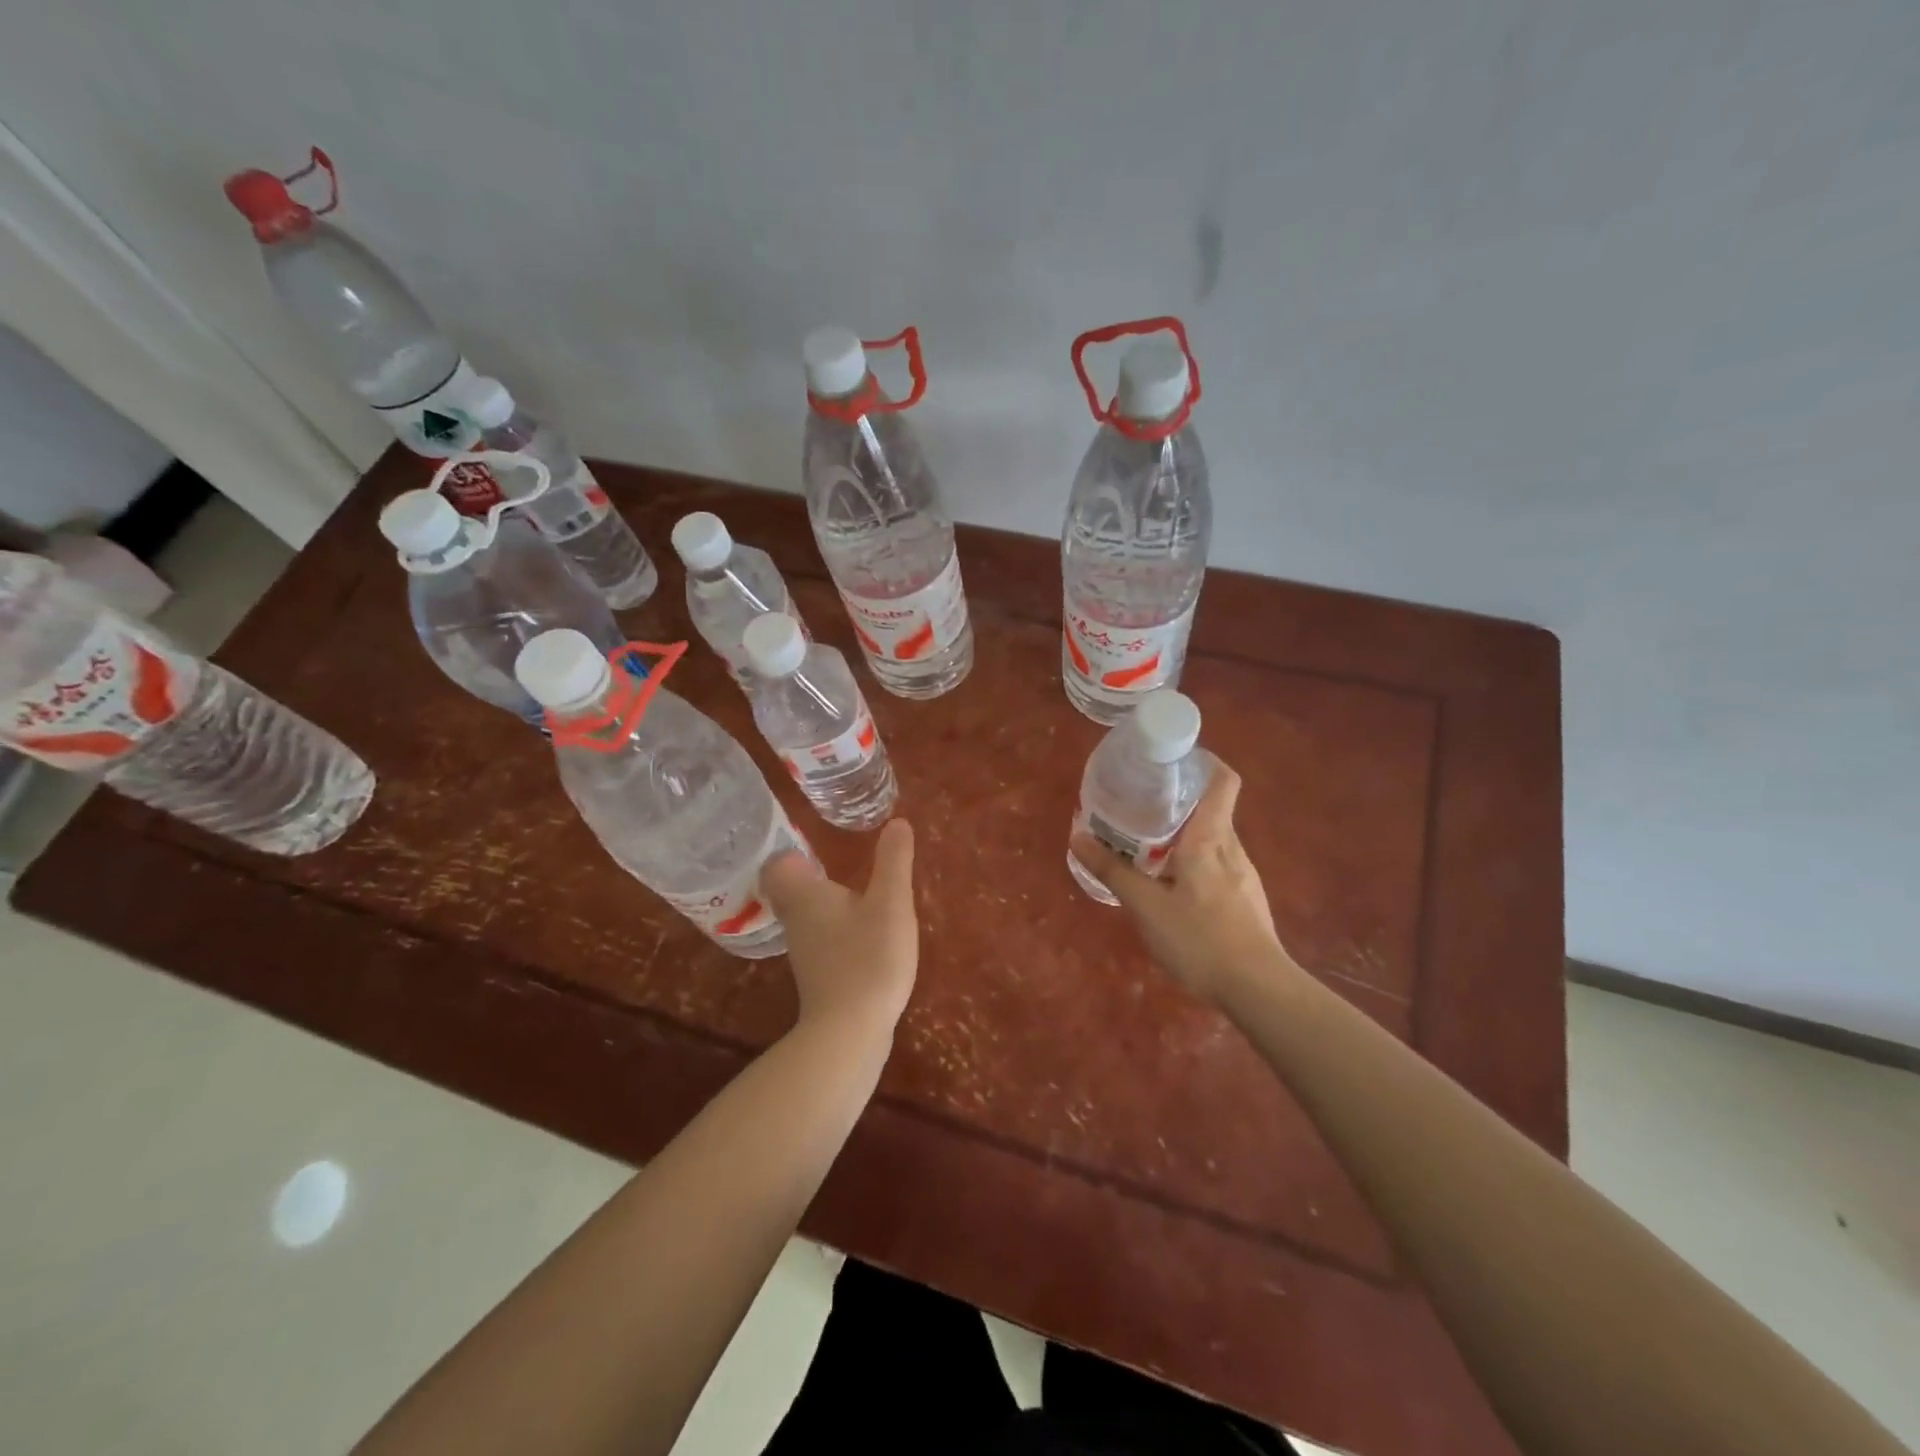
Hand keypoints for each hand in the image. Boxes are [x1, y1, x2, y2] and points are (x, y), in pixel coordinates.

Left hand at [760, 819, 917, 1033]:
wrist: (851, 1032)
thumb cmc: (868, 957)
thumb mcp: (890, 902)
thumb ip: (893, 861)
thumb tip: (897, 821)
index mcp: (805, 896)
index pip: (778, 866)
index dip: (792, 852)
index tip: (814, 843)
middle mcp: (796, 921)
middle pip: (790, 891)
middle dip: (810, 875)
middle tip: (837, 862)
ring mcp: (805, 952)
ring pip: (806, 916)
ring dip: (826, 903)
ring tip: (856, 893)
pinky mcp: (819, 977)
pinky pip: (822, 940)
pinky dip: (837, 930)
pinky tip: (863, 934)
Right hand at [1070, 763, 1292, 1004]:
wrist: (1259, 990)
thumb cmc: (1201, 939)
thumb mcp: (1146, 906)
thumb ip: (1113, 871)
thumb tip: (1077, 837)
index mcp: (1210, 838)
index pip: (1223, 781)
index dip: (1204, 762)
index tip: (1173, 760)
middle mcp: (1232, 848)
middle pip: (1212, 808)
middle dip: (1178, 801)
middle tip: (1140, 803)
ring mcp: (1243, 875)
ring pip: (1213, 839)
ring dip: (1184, 834)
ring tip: (1148, 843)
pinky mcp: (1246, 899)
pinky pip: (1217, 864)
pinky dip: (1193, 860)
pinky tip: (1171, 885)